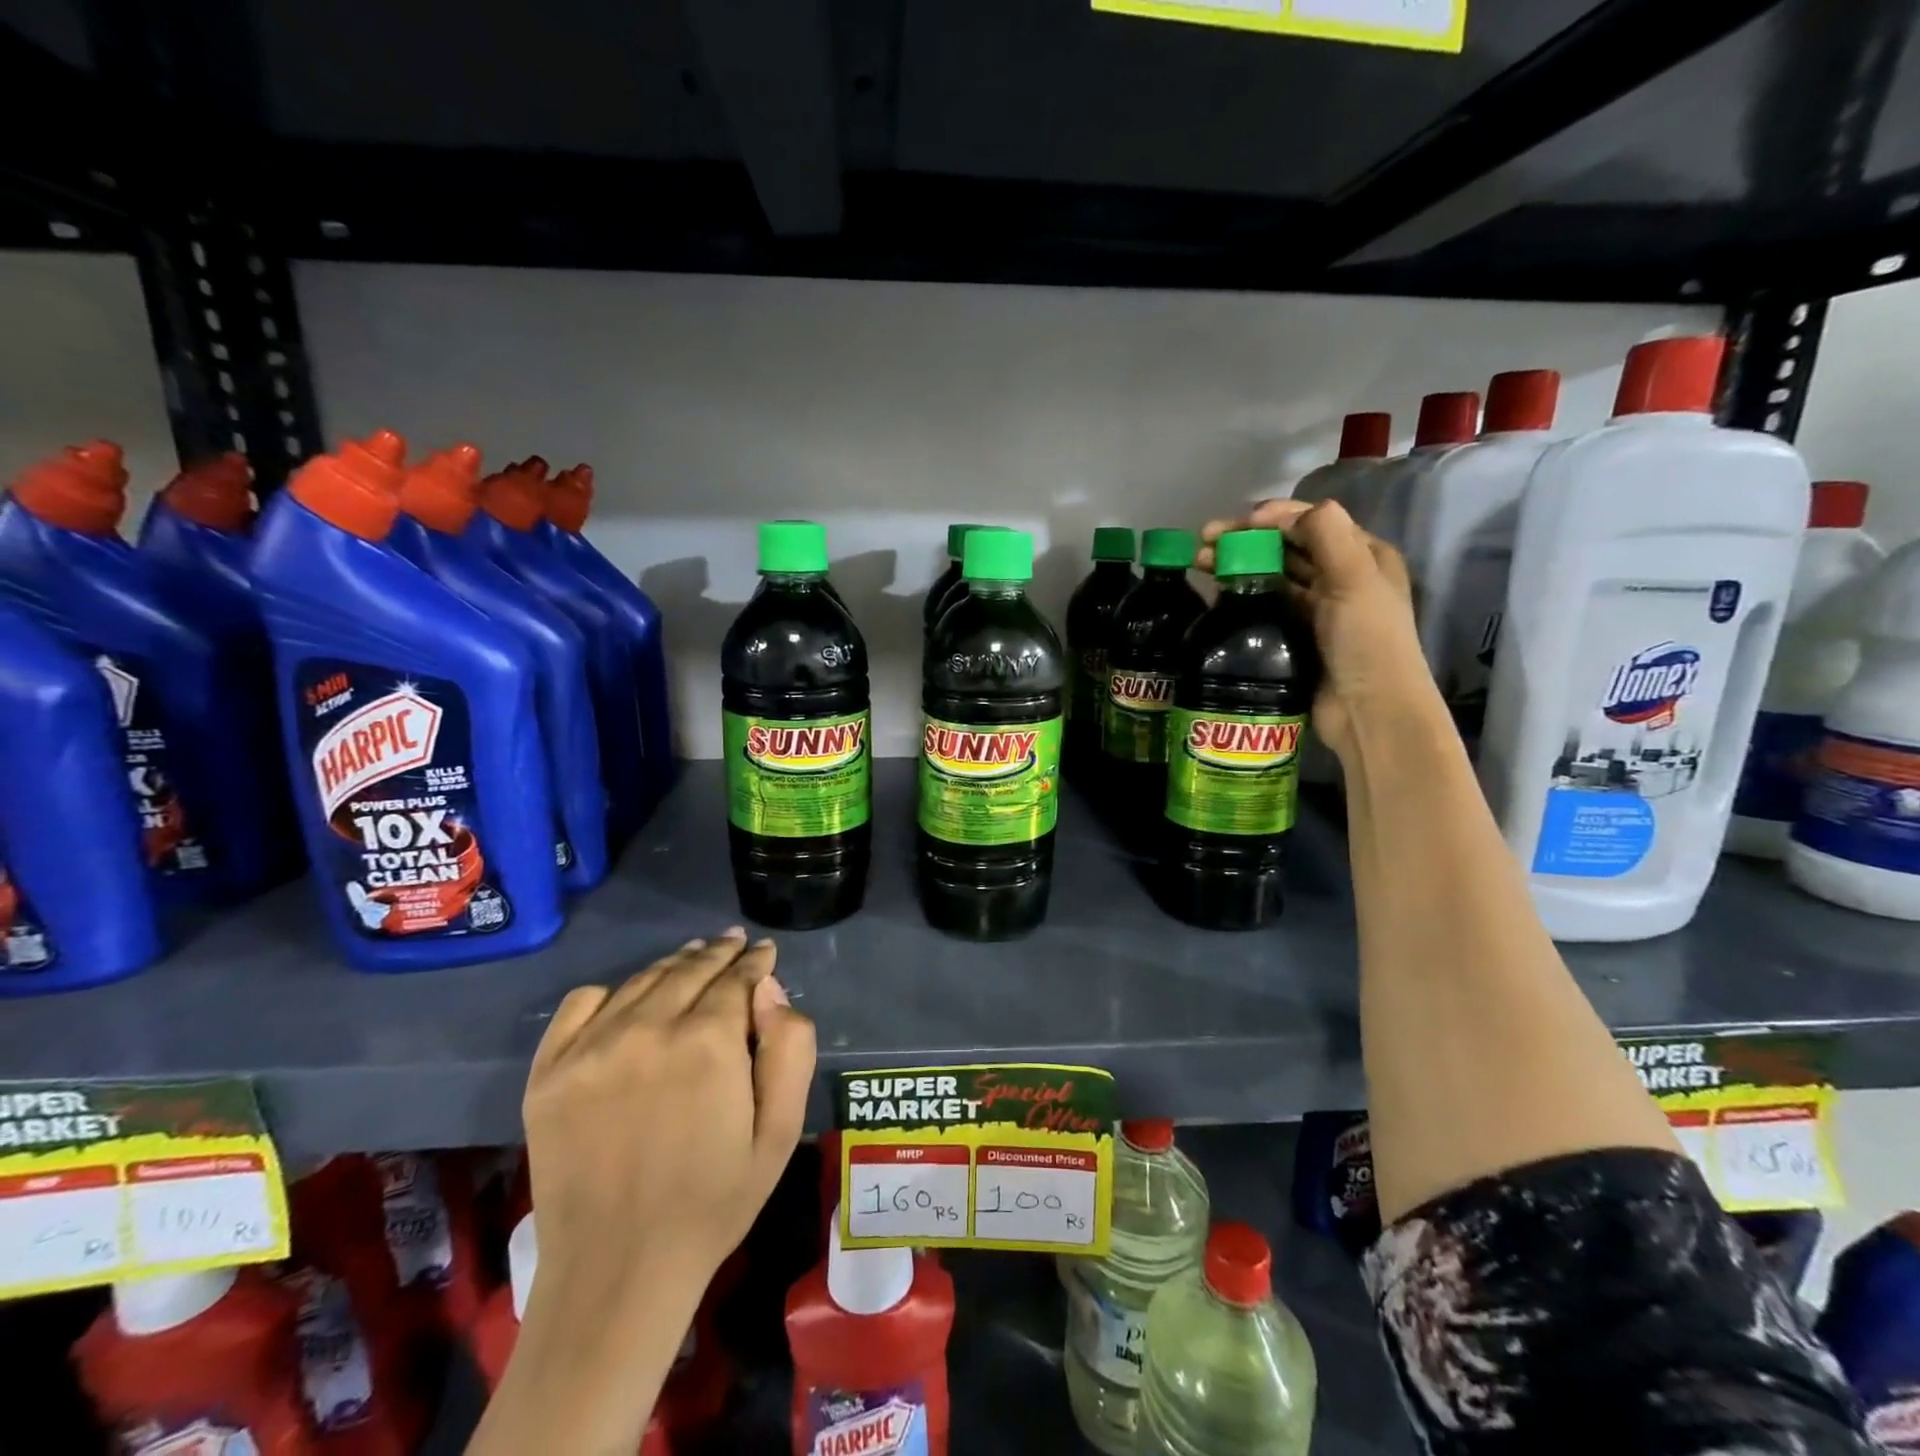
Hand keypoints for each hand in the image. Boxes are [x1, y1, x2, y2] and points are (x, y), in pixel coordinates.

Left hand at [523, 928, 815, 1310]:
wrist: (617, 1274)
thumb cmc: (713, 1203)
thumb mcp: (780, 1132)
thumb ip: (790, 1048)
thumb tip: (769, 990)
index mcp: (708, 1043)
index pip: (737, 977)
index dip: (755, 961)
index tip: (764, 951)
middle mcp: (647, 1029)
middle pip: (691, 968)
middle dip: (720, 952)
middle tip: (734, 943)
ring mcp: (590, 1048)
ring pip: (643, 980)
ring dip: (675, 964)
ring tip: (693, 957)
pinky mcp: (548, 1072)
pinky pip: (582, 1003)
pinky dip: (612, 991)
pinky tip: (630, 1000)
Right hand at [1199, 499, 1439, 762]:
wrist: (1367, 712)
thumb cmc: (1367, 641)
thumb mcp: (1355, 580)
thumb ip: (1325, 535)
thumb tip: (1282, 514)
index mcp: (1364, 556)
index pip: (1313, 522)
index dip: (1273, 517)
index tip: (1236, 525)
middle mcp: (1341, 577)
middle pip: (1288, 547)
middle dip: (1246, 539)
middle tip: (1204, 542)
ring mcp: (1317, 609)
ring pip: (1273, 575)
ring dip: (1238, 563)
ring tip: (1199, 563)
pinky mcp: (1295, 636)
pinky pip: (1265, 604)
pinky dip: (1242, 593)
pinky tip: (1216, 591)